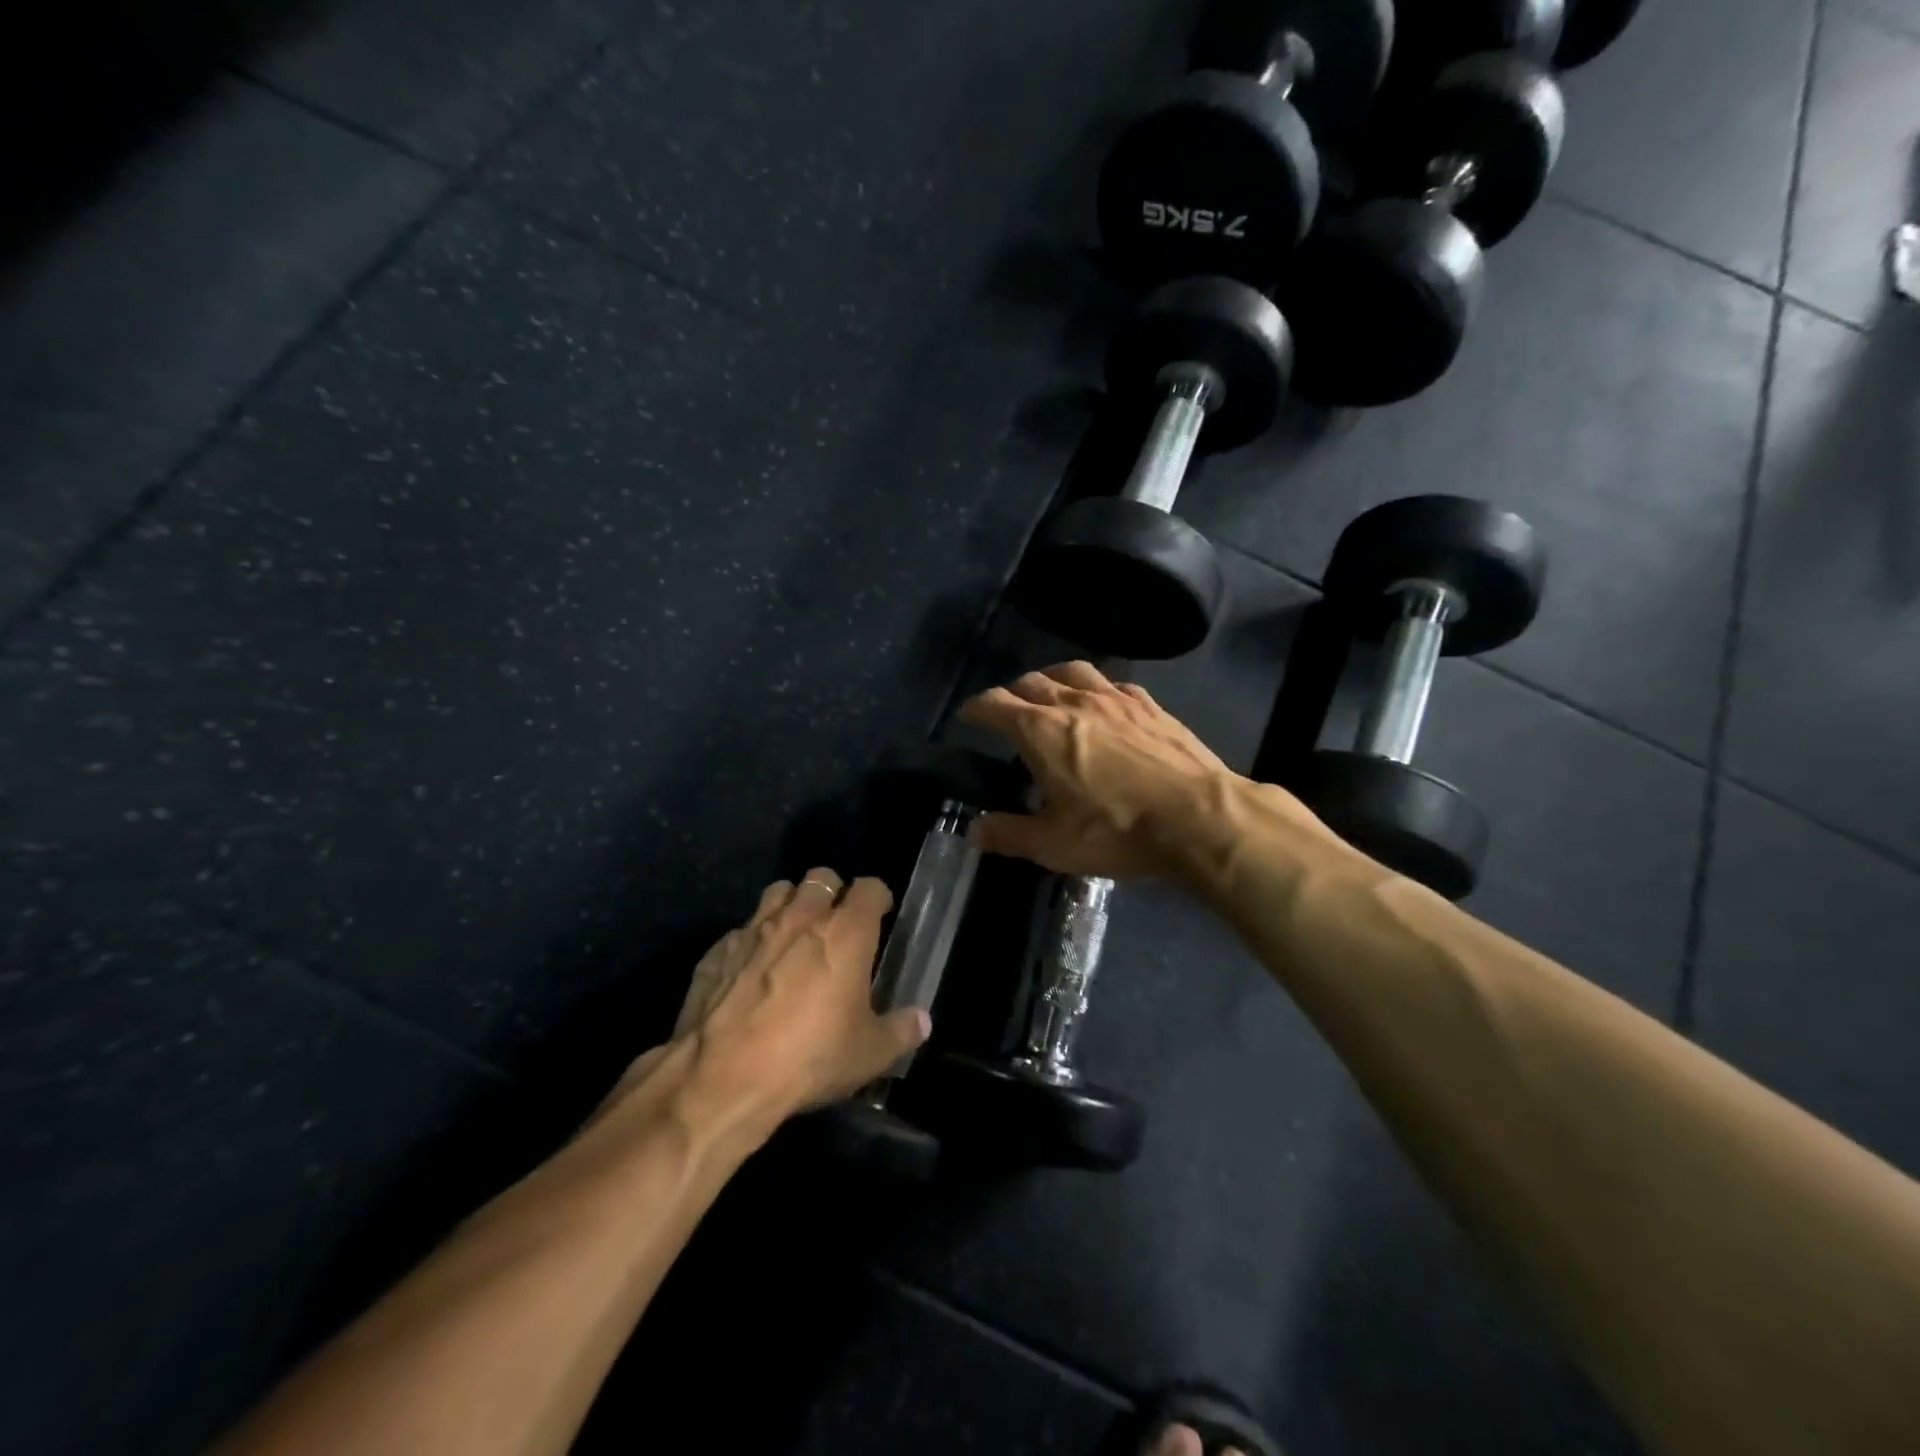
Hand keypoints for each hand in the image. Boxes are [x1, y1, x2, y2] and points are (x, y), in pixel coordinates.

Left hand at [597, 869, 929, 1130]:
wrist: (722, 1077)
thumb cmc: (809, 1057)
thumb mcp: (869, 1054)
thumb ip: (901, 1031)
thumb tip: (922, 1020)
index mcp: (845, 932)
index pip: (870, 888)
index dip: (878, 898)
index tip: (881, 916)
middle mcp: (801, 917)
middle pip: (821, 877)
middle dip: (832, 893)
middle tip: (836, 925)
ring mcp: (754, 929)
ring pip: (777, 892)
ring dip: (791, 905)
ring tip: (794, 935)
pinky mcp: (718, 950)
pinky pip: (741, 930)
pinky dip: (752, 941)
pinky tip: (751, 971)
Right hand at [956, 661, 1245, 881]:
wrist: (1200, 818)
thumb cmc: (1117, 831)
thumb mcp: (1054, 845)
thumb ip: (1009, 834)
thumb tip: (974, 831)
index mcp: (1040, 731)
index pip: (995, 704)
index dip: (976, 708)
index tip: (968, 715)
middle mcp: (1073, 703)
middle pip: (1031, 681)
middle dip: (1011, 692)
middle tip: (1007, 711)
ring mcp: (1115, 699)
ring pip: (1072, 671)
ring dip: (1052, 679)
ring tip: (1049, 693)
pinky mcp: (1150, 705)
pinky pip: (1112, 683)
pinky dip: (1095, 688)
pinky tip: (1103, 703)